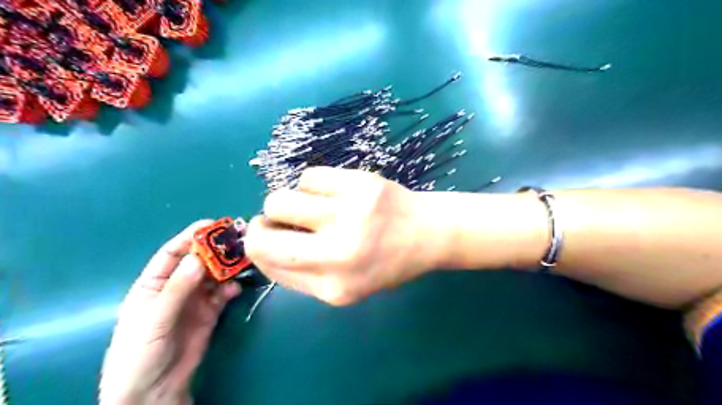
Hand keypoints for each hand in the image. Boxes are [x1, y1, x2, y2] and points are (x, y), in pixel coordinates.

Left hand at [97, 222, 242, 404]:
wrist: (155, 391)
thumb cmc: (140, 354)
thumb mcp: (154, 320)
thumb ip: (177, 289)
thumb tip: (198, 257)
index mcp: (153, 284)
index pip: (172, 253)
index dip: (190, 237)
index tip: (212, 225)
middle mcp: (176, 287)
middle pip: (198, 261)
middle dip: (216, 250)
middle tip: (236, 240)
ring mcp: (195, 299)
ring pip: (214, 276)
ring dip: (227, 267)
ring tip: (243, 260)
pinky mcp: (210, 312)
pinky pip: (223, 293)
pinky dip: (231, 287)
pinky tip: (236, 287)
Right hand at [244, 165, 439, 302]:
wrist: (429, 233)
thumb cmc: (387, 262)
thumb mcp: (346, 285)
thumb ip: (303, 273)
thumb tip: (261, 245)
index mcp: (335, 288)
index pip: (270, 264)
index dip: (258, 247)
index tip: (266, 235)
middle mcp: (340, 254)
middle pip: (263, 234)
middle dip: (260, 224)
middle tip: (276, 218)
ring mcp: (351, 214)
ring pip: (281, 199)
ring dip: (286, 202)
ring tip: (311, 205)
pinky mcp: (361, 183)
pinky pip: (309, 176)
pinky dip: (312, 185)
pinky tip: (332, 192)